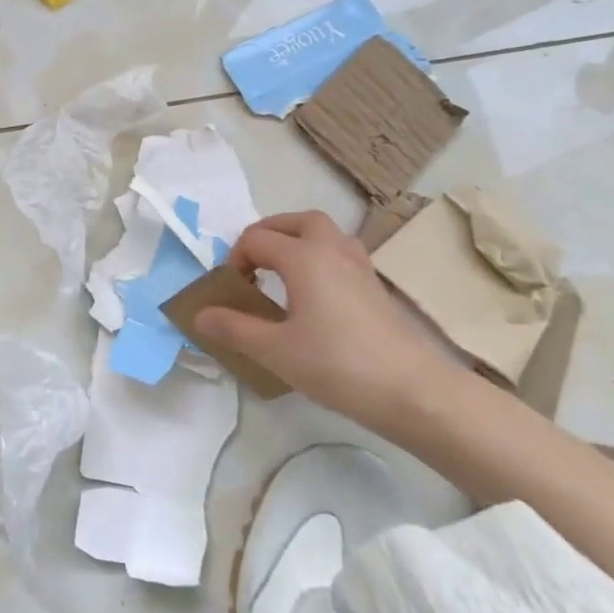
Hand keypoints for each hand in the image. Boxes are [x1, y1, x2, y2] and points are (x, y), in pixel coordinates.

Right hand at [192, 211, 455, 431]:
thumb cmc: (338, 365)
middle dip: (269, 234)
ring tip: (282, 273)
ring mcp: (360, 267)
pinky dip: (320, 259)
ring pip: (325, 234)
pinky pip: (341, 254)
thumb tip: (199, 314)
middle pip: (297, 221)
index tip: (232, 293)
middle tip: (254, 264)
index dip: (235, 260)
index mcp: (303, 256)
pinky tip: (315, 295)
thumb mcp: (275, 350)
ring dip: (298, 241)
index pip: (256, 239)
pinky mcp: (376, 287)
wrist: (415, 391)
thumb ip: (234, 328)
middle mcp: (332, 250)